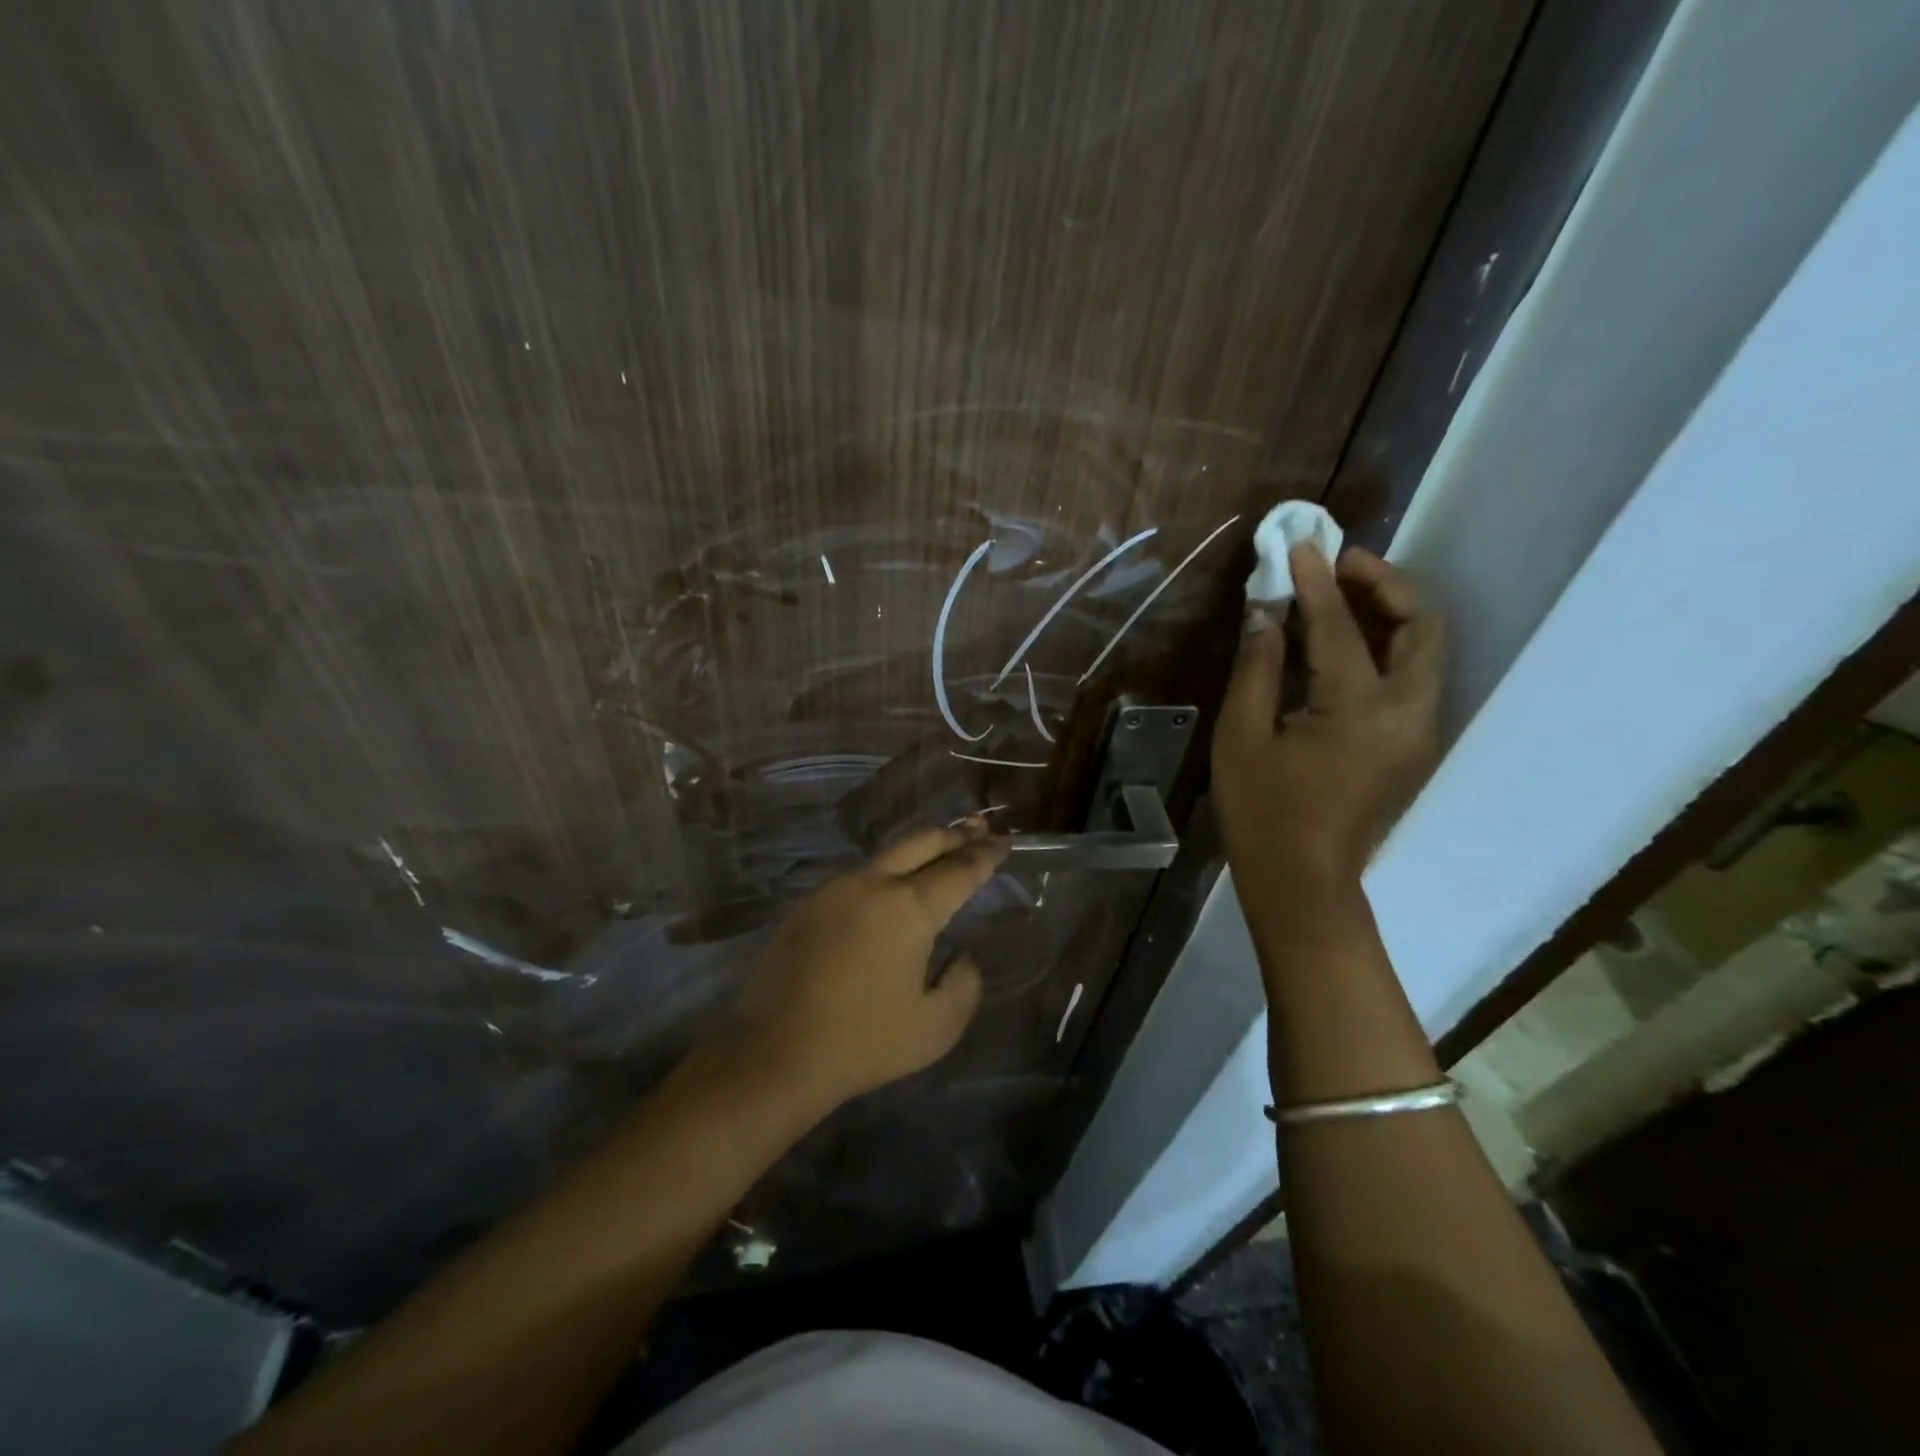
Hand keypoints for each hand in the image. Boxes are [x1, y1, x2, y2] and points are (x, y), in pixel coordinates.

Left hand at [726, 819, 1007, 1109]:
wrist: (775, 1053)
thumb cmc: (865, 1042)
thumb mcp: (937, 1027)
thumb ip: (965, 983)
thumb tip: (961, 956)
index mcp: (910, 907)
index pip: (960, 869)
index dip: (987, 854)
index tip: (1005, 843)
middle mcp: (872, 883)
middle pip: (922, 841)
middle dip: (955, 834)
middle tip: (979, 831)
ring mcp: (834, 889)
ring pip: (886, 855)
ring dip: (919, 851)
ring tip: (939, 856)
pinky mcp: (807, 904)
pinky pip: (858, 877)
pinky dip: (886, 874)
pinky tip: (890, 892)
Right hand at [1213, 545, 1444, 885]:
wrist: (1303, 882)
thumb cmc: (1262, 812)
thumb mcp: (1241, 738)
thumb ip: (1258, 669)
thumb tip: (1266, 617)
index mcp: (1359, 711)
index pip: (1342, 628)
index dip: (1317, 582)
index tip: (1300, 544)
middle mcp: (1408, 714)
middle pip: (1422, 626)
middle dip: (1385, 584)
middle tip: (1339, 563)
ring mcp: (1418, 731)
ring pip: (1425, 650)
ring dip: (1391, 611)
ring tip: (1343, 591)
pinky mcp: (1412, 745)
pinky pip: (1413, 676)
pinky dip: (1389, 643)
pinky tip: (1347, 638)